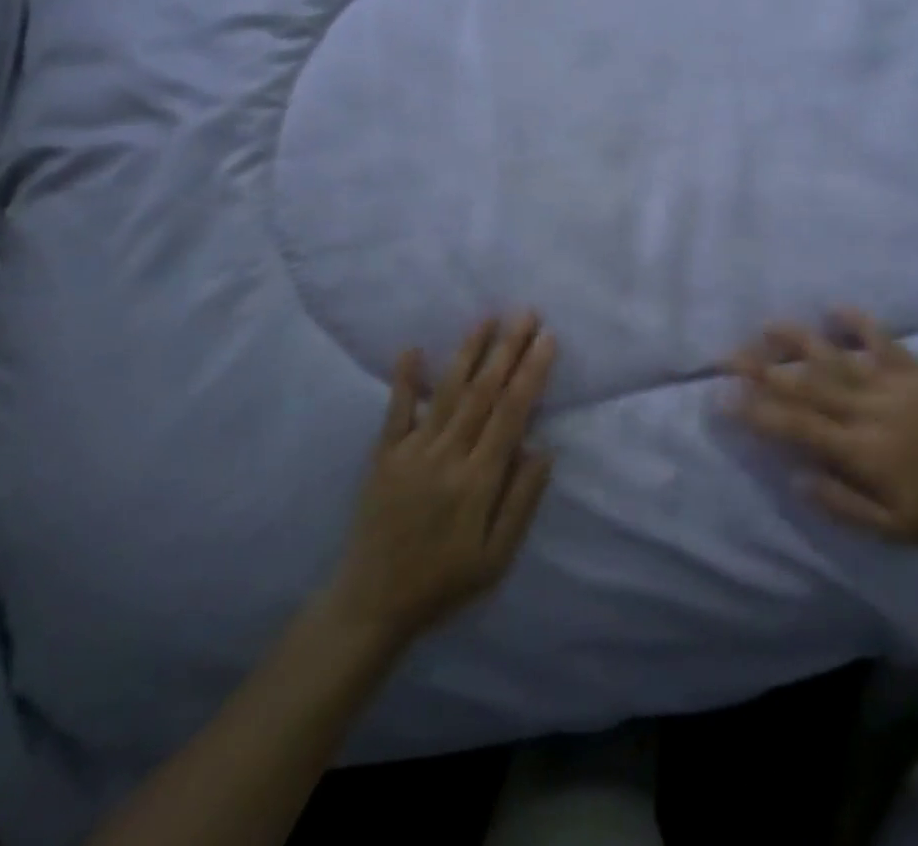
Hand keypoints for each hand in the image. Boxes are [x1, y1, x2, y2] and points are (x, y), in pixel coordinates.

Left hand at [326, 315, 556, 651]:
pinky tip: (412, 349)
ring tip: (488, 319)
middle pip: (483, 393)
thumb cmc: (442, 583)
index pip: (511, 414)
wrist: (371, 604)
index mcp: (477, 481)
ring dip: (469, 352)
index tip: (547, 339)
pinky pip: (396, 411)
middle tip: (526, 313)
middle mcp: (446, 457)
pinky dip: (405, 379)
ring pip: (447, 392)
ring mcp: (411, 452)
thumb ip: (521, 502)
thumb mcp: (496, 559)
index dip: (530, 373)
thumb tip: (543, 448)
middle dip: (507, 349)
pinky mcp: (383, 456)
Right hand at [730, 310, 917, 549]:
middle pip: (807, 386)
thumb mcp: (895, 530)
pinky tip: (835, 308)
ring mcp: (895, 385)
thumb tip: (795, 476)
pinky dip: (859, 323)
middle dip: (763, 370)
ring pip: (837, 358)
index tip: (724, 396)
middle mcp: (871, 412)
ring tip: (767, 326)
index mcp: (862, 453)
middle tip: (728, 354)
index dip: (758, 411)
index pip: (797, 426)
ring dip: (799, 341)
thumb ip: (841, 504)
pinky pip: (883, 340)